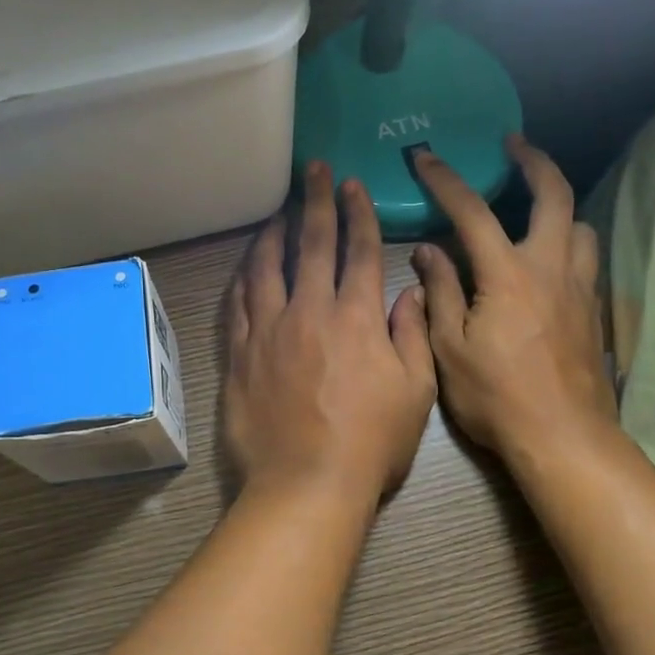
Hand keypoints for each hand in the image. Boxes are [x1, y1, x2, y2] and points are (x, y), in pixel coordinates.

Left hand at [225, 161, 437, 503]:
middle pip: (312, 245)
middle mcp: (310, 312)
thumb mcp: (416, 392)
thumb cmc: (371, 443)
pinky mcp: (241, 353)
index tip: (353, 185)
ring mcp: (269, 331)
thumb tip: (408, 293)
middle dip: (315, 202)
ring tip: (278, 209)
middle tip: (313, 170)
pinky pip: (238, 303)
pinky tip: (246, 263)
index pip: (359, 252)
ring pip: (267, 267)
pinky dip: (243, 276)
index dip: (358, 214)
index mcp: (358, 319)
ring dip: (274, 232)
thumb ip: (412, 336)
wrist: (306, 484)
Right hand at [410, 137, 615, 466]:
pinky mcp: (593, 311)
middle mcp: (550, 268)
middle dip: (534, 161)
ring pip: (580, 226)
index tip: (425, 156)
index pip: (472, 211)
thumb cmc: (496, 396)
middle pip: (555, 195)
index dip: (446, 178)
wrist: (563, 438)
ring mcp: (579, 288)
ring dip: (558, 207)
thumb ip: (441, 292)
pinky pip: (585, 260)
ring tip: (533, 211)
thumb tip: (429, 250)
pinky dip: (567, 244)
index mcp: (507, 275)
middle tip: (514, 145)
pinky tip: (547, 263)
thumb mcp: (449, 348)